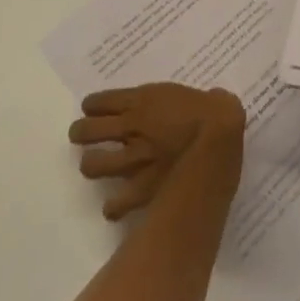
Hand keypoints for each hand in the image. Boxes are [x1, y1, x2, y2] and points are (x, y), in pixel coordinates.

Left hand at [67, 82, 246, 220]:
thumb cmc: (216, 111)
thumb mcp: (206, 94)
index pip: (100, 101)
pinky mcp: (141, 190)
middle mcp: (131, 128)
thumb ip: (196, 98)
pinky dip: (113, 206)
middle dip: (81, 133)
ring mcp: (133, 160)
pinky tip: (115, 206)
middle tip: (83, 136)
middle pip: (87, 131)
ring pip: (93, 165)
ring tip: (94, 165)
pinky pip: (114, 204)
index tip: (91, 109)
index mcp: (143, 100)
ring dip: (91, 165)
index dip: (92, 106)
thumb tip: (216, 100)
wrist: (218, 143)